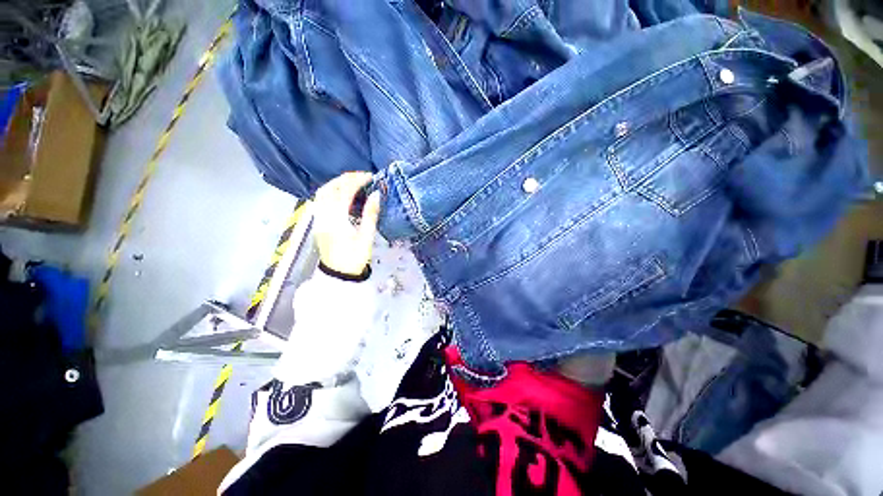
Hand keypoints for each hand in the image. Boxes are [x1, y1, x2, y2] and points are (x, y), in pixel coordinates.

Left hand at [313, 172, 380, 276]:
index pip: (344, 192)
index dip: (357, 181)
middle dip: (345, 179)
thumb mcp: (367, 237)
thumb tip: (376, 194)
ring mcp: (318, 219)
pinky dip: (331, 192)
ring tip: (353, 183)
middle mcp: (323, 216)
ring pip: (322, 193)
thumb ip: (370, 214)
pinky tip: (342, 194)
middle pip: (329, 188)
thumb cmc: (355, 258)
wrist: (338, 274)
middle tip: (362, 177)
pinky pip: (321, 200)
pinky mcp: (318, 222)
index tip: (370, 177)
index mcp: (336, 220)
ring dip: (336, 184)